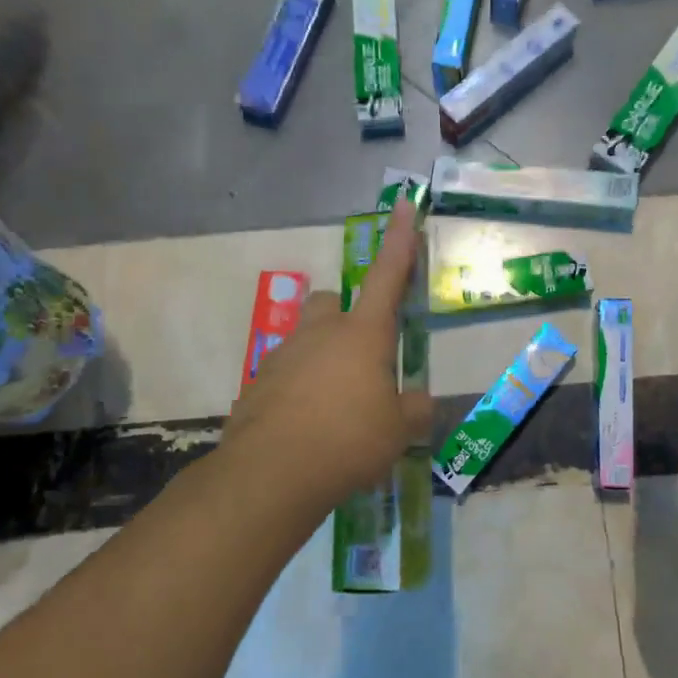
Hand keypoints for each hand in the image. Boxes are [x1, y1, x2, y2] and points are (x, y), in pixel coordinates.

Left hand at [225, 199, 433, 500]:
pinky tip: (308, 428)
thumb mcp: (397, 430)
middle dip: (347, 319)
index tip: (404, 203)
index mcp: (362, 333)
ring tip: (335, 408)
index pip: (388, 274)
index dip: (400, 238)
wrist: (270, 474)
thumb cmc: (348, 440)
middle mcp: (321, 333)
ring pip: (307, 340)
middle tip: (361, 360)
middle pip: (333, 303)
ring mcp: (284, 356)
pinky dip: (299, 391)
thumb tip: (419, 402)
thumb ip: (414, 410)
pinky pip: (287, 375)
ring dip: (323, 359)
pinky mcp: (258, 384)